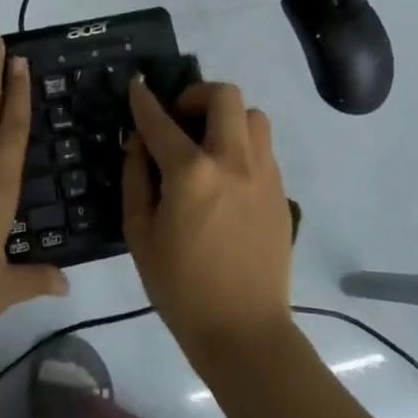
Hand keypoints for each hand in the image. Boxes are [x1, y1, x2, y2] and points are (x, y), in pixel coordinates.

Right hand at [122, 78, 292, 368]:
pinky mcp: (281, 192)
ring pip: (253, 116)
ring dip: (227, 118)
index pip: (161, 121)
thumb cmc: (181, 288)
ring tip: (209, 144)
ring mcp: (264, 174)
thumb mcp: (140, 234)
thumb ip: (136, 179)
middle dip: (196, 95)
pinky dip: (242, 146)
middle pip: (224, 96)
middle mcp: (232, 161)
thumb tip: (138, 144)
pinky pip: (263, 148)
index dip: (144, 100)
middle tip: (181, 118)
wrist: (243, 331)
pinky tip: (226, 176)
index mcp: (191, 173)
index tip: (137, 86)